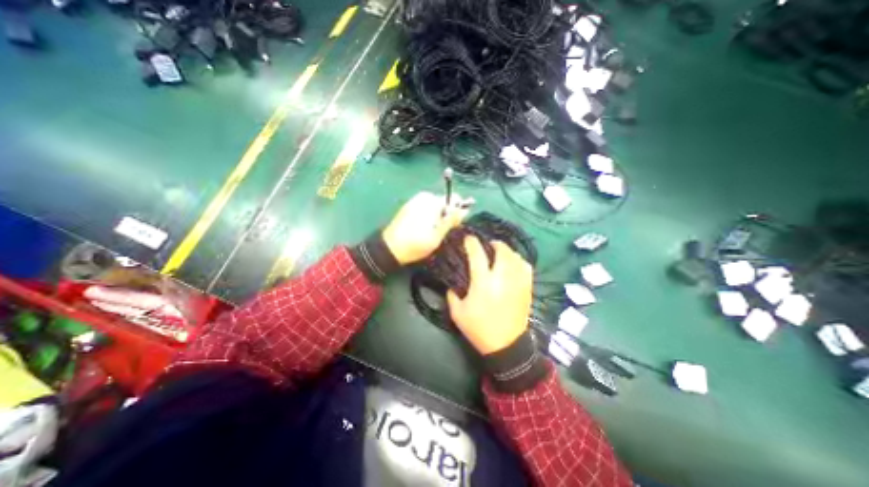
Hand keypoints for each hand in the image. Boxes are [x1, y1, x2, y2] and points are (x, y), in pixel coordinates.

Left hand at [382, 191, 472, 266]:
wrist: (389, 249)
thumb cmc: (415, 245)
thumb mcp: (437, 236)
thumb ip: (451, 220)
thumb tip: (465, 210)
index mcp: (431, 202)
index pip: (454, 199)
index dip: (458, 212)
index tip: (454, 226)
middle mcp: (424, 197)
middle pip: (445, 202)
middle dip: (447, 215)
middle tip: (442, 232)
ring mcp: (415, 200)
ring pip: (436, 206)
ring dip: (438, 217)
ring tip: (432, 232)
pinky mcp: (410, 206)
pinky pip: (427, 208)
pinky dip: (429, 217)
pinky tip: (424, 229)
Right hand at [451, 236, 532, 354]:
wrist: (506, 346)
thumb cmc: (479, 329)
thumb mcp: (457, 313)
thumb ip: (452, 294)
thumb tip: (452, 284)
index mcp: (483, 282)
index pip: (478, 254)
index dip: (472, 243)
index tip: (468, 238)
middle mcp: (502, 277)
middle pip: (502, 250)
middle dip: (494, 243)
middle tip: (487, 244)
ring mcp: (517, 282)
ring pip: (515, 257)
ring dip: (507, 251)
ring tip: (500, 253)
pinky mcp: (527, 288)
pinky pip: (526, 267)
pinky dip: (519, 260)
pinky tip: (513, 263)